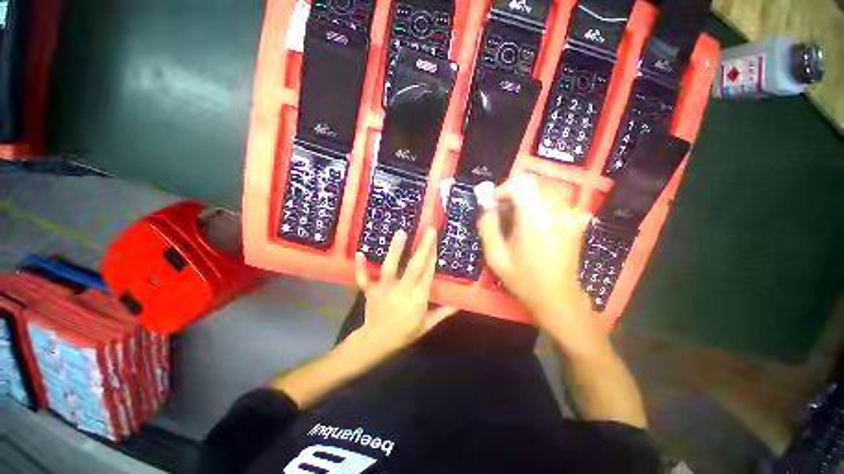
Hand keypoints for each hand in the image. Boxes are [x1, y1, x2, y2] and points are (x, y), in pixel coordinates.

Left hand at [353, 227, 456, 355]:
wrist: (377, 342)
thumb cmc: (404, 333)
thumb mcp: (427, 326)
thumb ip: (443, 312)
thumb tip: (460, 302)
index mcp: (417, 301)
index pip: (427, 276)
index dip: (432, 260)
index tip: (436, 244)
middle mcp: (401, 292)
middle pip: (413, 268)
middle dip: (423, 248)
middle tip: (429, 230)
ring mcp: (384, 290)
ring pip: (390, 268)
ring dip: (395, 250)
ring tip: (401, 232)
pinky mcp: (370, 291)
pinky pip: (364, 278)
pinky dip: (361, 267)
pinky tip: (360, 252)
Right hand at [476, 175, 593, 333]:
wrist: (557, 297)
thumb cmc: (523, 279)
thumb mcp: (495, 255)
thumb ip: (487, 225)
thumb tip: (485, 203)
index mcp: (536, 219)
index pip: (521, 182)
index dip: (503, 189)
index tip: (495, 205)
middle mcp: (557, 211)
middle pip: (533, 183)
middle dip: (513, 194)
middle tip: (503, 214)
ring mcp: (571, 215)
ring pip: (543, 190)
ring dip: (526, 199)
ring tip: (517, 220)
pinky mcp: (576, 220)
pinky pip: (554, 200)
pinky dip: (539, 205)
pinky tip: (534, 223)